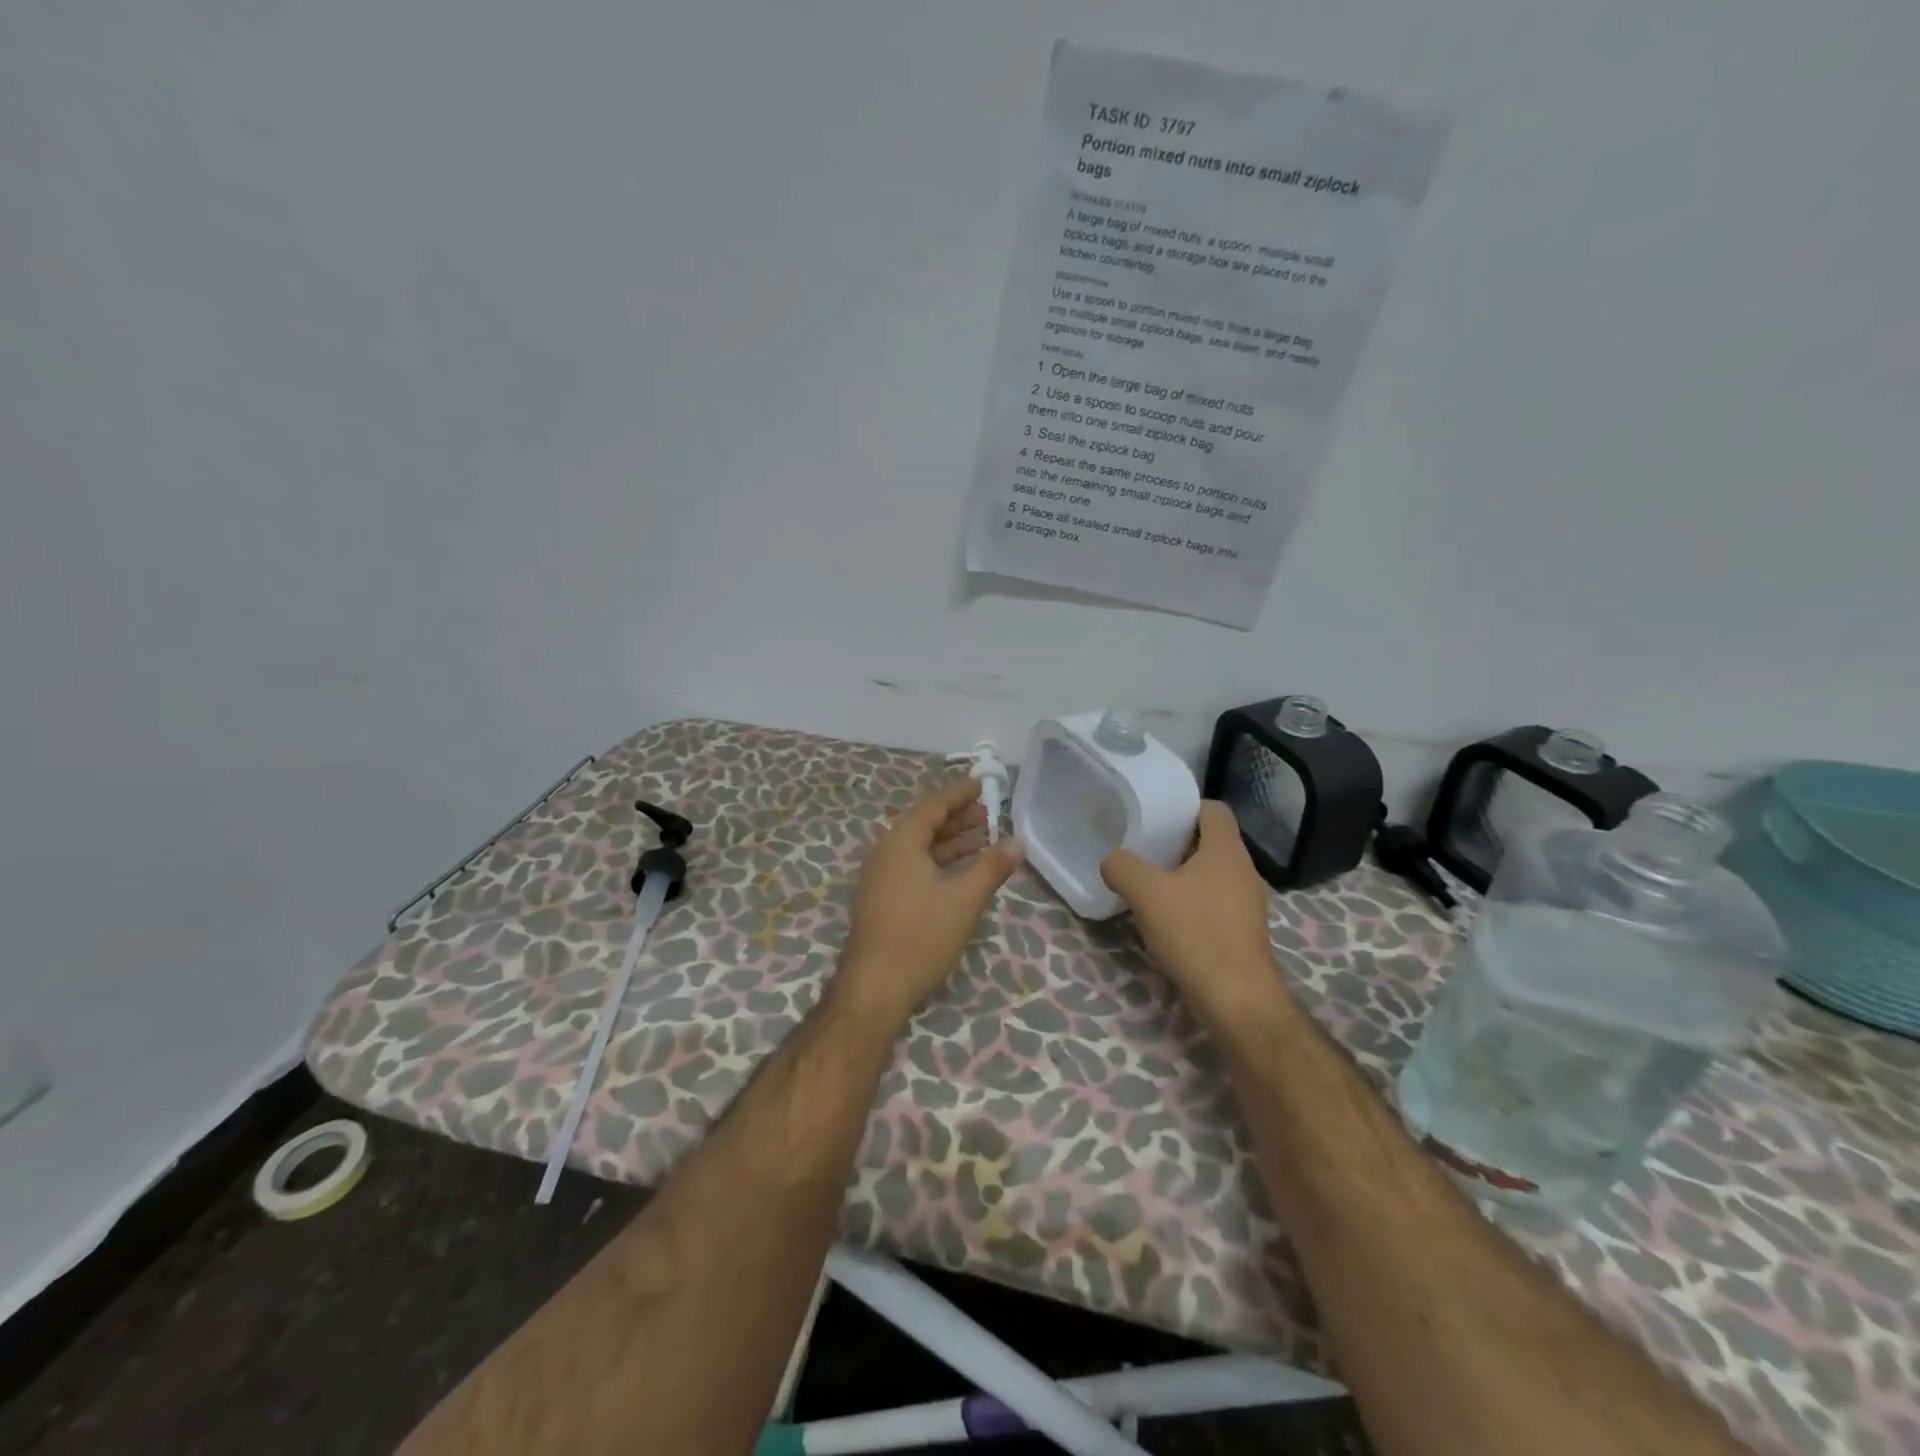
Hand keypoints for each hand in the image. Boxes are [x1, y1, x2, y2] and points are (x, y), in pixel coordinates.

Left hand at [837, 777, 1024, 1029]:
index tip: (982, 785)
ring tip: (980, 840)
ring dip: (948, 841)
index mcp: (901, 843)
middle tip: (987, 813)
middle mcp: (885, 853)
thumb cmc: (920, 937)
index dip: (959, 794)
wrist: (874, 988)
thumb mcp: (964, 900)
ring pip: (918, 848)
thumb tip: (1017, 841)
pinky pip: (911, 866)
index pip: (933, 806)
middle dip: (956, 817)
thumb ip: (991, 867)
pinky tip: (958, 873)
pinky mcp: (881, 899)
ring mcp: (880, 878)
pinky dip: (936, 862)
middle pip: (923, 824)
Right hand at [1101, 801, 1276, 1022]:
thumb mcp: (1146, 893)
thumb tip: (1112, 861)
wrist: (1236, 998)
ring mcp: (1248, 904)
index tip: (1156, 818)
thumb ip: (1122, 867)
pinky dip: (1193, 903)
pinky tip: (1168, 919)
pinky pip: (1215, 903)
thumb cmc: (1195, 933)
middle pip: (1211, 842)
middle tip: (1144, 850)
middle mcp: (1244, 871)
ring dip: (1183, 875)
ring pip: (1212, 874)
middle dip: (1178, 843)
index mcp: (1227, 851)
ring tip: (1151, 884)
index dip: (1186, 808)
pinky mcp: (1243, 932)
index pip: (1214, 809)